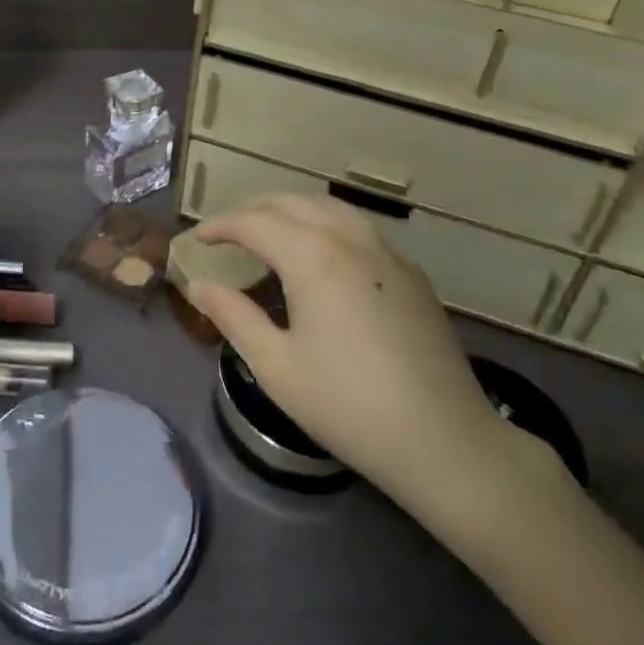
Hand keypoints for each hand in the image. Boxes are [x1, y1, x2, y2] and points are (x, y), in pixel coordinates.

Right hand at [189, 193, 551, 526]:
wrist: (445, 441)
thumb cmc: (349, 406)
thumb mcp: (277, 366)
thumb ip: (234, 316)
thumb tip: (198, 286)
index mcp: (312, 256)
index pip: (254, 222)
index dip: (220, 226)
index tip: (198, 240)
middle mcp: (348, 238)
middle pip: (291, 203)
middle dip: (252, 210)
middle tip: (226, 232)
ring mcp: (385, 251)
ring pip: (328, 207)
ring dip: (291, 210)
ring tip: (269, 233)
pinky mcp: (411, 272)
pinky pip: (357, 228)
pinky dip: (324, 225)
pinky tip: (321, 257)